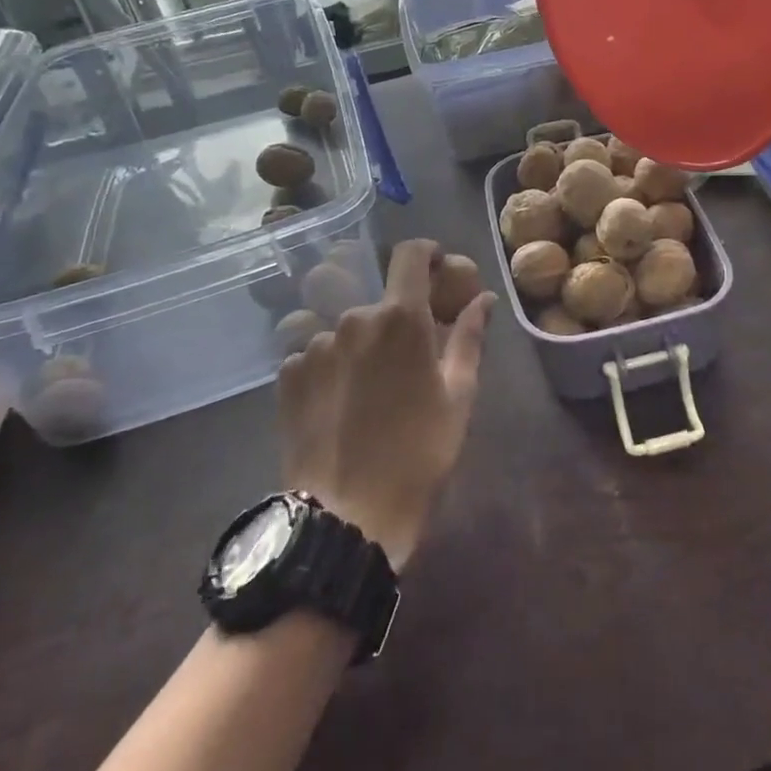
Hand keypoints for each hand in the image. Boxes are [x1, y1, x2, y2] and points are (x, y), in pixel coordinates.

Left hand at [277, 240, 493, 570]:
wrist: (346, 517)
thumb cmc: (418, 455)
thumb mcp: (458, 397)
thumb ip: (469, 338)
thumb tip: (483, 298)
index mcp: (400, 318)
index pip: (409, 254)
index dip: (426, 253)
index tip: (437, 269)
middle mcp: (353, 318)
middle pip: (379, 300)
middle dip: (397, 318)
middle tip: (409, 358)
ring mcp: (314, 345)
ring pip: (346, 329)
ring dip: (362, 346)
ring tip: (371, 392)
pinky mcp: (287, 374)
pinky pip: (315, 354)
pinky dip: (332, 368)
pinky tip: (340, 405)